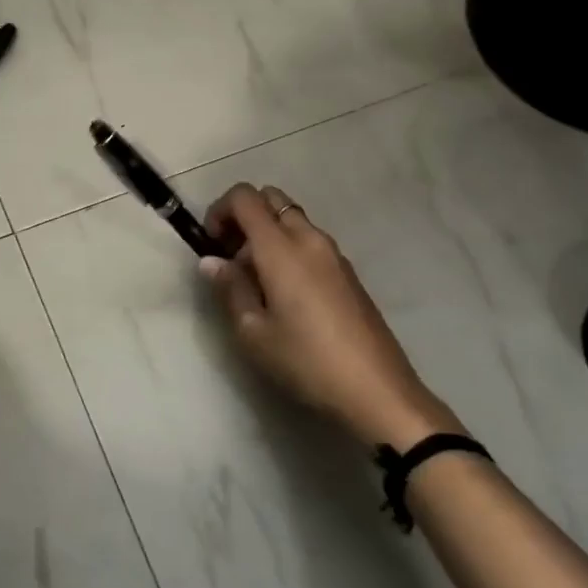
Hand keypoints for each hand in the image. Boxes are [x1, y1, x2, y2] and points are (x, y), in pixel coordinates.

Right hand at [200, 184, 463, 451]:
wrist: (376, 390)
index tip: (211, 245)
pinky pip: (310, 241)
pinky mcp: (348, 272)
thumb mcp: (253, 332)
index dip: (220, 210)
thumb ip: (230, 289)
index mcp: (281, 248)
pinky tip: (285, 293)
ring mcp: (333, 254)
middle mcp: (309, 239)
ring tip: (255, 280)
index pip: (245, 197)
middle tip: (231, 257)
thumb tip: (211, 261)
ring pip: (293, 219)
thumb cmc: (306, 361)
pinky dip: (288, 248)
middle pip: (271, 199)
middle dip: (244, 216)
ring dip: (267, 234)